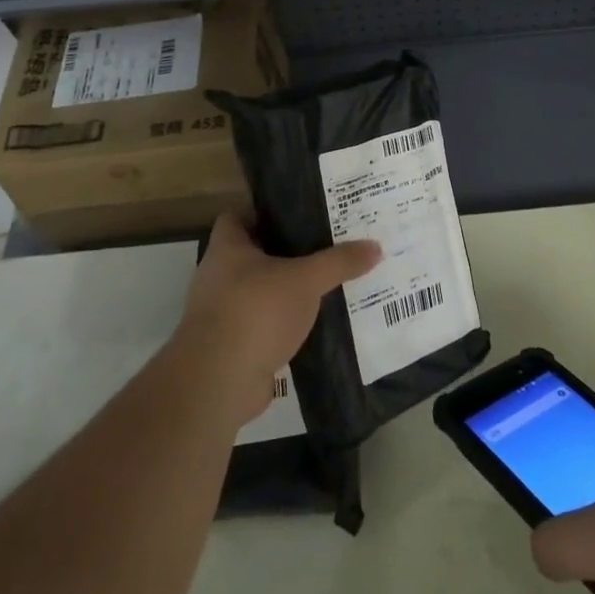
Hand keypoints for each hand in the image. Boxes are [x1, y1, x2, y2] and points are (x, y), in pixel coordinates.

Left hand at [175, 213, 380, 423]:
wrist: (219, 381)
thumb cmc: (256, 312)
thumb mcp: (305, 280)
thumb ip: (339, 262)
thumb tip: (375, 246)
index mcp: (227, 249)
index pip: (238, 216)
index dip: (265, 211)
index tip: (299, 213)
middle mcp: (219, 276)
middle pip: (255, 254)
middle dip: (288, 252)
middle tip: (327, 246)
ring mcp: (223, 313)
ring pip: (263, 292)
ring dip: (289, 291)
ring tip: (328, 284)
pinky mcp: (234, 346)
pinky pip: (266, 325)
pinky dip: (287, 324)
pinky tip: (317, 324)